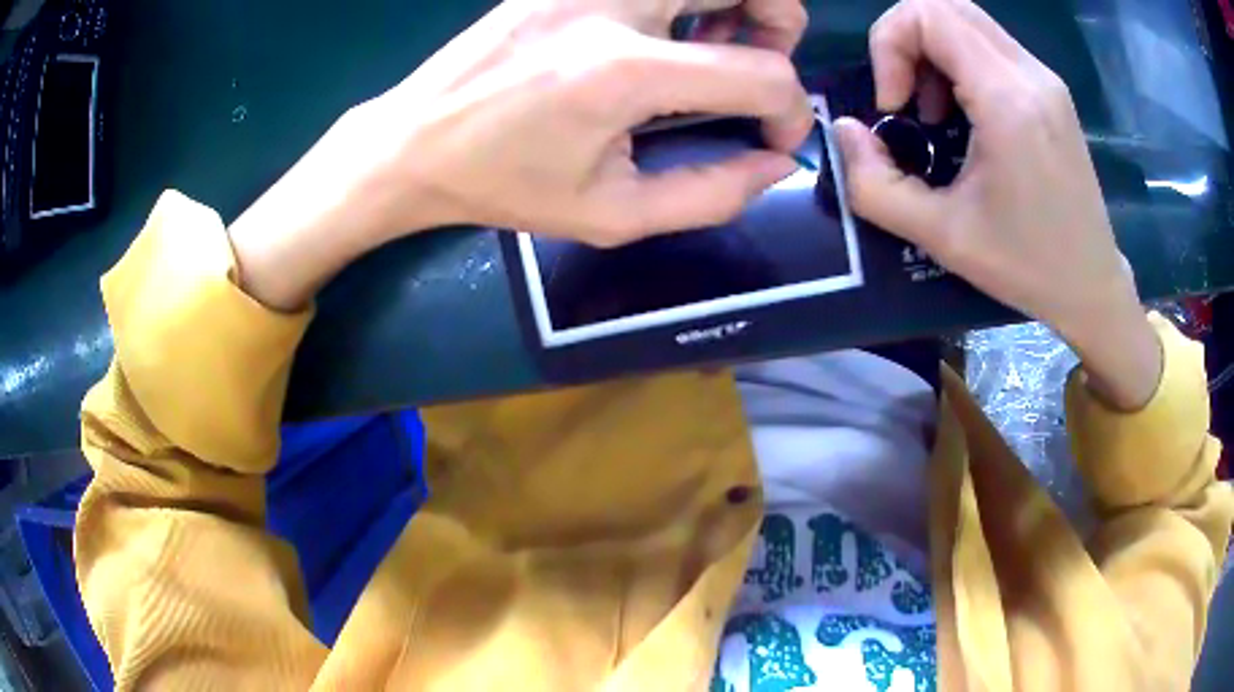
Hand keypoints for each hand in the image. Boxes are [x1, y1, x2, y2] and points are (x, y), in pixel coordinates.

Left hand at [229, 0, 812, 311]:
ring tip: (717, 44)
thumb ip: (710, 195)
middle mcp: (611, 7)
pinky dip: (683, 0)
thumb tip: (775, 162)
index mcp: (622, 73)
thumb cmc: (504, 186)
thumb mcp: (611, 215)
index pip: (761, 73)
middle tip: (763, 57)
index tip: (776, 138)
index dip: (791, 110)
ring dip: (733, 0)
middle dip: (781, 19)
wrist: (413, 141)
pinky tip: (665, 30)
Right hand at [833, 0, 1160, 408]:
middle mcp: (1029, 73)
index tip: (894, 107)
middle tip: (905, 99)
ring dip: (932, 49)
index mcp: (1008, 100)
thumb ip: (875, 185)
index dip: (889, 44)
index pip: (927, 13)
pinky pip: (990, 44)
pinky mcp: (1050, 90)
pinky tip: (964, 112)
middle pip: (944, 5)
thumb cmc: (1026, 266)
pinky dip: (960, 61)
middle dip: (905, 39)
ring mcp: (1044, 78)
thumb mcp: (942, 236)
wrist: (1092, 285)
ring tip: (933, 110)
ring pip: (967, 19)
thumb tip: (846, 131)